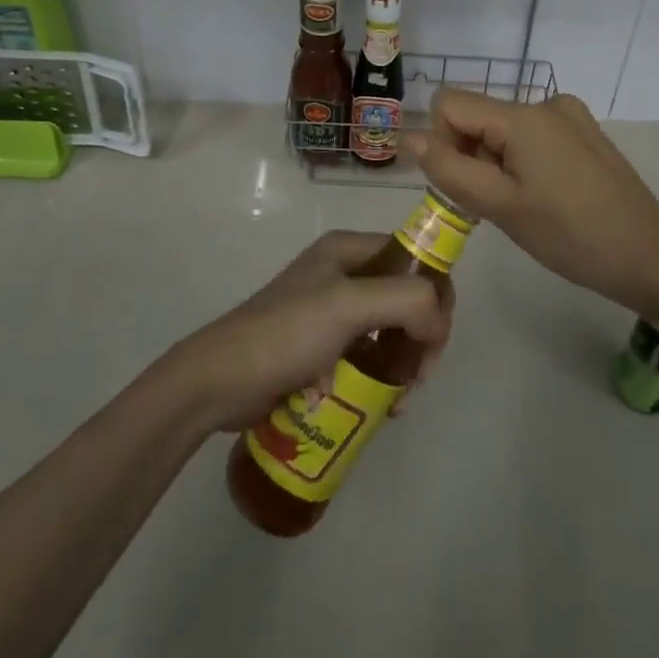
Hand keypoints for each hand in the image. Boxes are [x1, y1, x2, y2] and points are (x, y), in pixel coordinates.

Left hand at [168, 231, 454, 434]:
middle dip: (422, 334)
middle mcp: (343, 274)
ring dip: (404, 364)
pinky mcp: (323, 349)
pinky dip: (382, 380)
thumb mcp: (348, 305)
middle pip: (406, 296)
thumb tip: (437, 323)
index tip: (437, 335)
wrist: (221, 380)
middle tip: (419, 375)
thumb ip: (405, 300)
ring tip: (400, 399)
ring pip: (390, 331)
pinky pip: (368, 358)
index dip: (435, 290)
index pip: (413, 256)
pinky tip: (384, 408)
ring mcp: (332, 313)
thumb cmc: (286, 333)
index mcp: (348, 249)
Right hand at [407, 88, 658, 313]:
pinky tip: (546, 195)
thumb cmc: (569, 235)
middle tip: (496, 204)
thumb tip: (408, 137)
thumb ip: (449, 169)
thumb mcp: (500, 207)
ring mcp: (569, 115)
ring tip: (525, 204)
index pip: (449, 104)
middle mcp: (545, 102)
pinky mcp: (584, 132)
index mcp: (522, 115)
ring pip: (502, 128)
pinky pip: (531, 134)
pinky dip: (522, 159)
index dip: (442, 142)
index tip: (465, 184)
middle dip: (472, 155)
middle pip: (477, 116)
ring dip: (496, 161)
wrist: (648, 255)